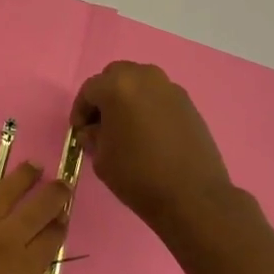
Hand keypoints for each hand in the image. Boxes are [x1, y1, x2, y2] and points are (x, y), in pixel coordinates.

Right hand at [71, 61, 233, 239]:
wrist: (193, 197)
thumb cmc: (139, 176)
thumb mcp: (102, 159)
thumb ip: (92, 137)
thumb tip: (94, 130)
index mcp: (117, 86)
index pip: (89, 90)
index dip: (80, 110)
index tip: (80, 130)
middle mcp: (144, 77)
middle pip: (116, 76)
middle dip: (105, 96)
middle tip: (102, 122)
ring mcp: (170, 88)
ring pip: (140, 82)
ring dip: (128, 98)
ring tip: (127, 126)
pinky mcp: (189, 103)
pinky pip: (160, 96)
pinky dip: (149, 106)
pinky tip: (149, 132)